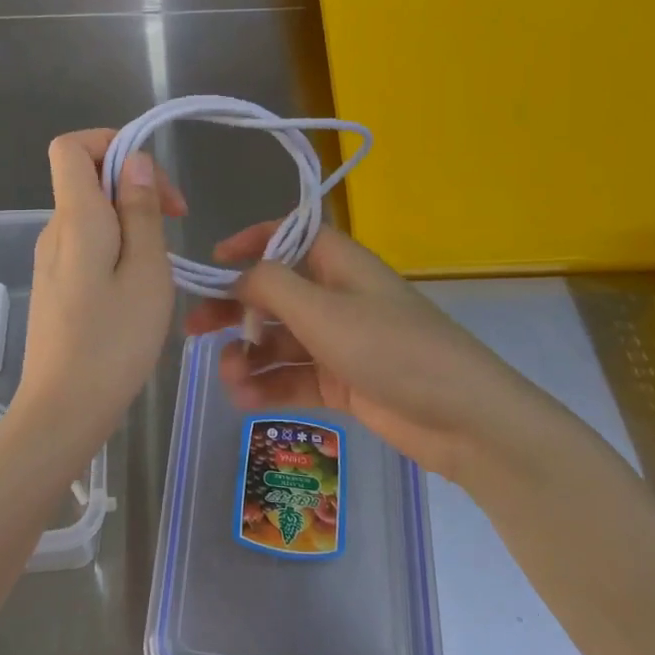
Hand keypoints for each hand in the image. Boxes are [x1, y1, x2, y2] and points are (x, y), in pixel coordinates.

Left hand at [13, 129, 184, 456]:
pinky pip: (87, 245)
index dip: (112, 144)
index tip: (152, 182)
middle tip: (176, 223)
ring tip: (161, 265)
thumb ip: (140, 210)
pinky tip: (137, 288)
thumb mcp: (146, 271)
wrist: (63, 410)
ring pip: (92, 215)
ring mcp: (50, 260)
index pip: (72, 146)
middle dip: (134, 187)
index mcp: (75, 217)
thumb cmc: (114, 341)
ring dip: (130, 221)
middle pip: (87, 179)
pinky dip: (116, 248)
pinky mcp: (55, 286)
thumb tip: (134, 160)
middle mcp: (55, 230)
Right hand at [184, 224, 543, 482]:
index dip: (250, 242)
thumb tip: (239, 276)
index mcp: (338, 264)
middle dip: (233, 309)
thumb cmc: (390, 348)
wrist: (462, 418)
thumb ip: (271, 286)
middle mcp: (336, 296)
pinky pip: (293, 375)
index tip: (212, 260)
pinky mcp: (342, 381)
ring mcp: (339, 341)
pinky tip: (244, 398)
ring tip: (229, 377)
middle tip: (192, 330)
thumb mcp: (323, 310)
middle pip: (273, 293)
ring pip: (279, 339)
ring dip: (249, 355)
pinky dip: (268, 384)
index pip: (287, 236)